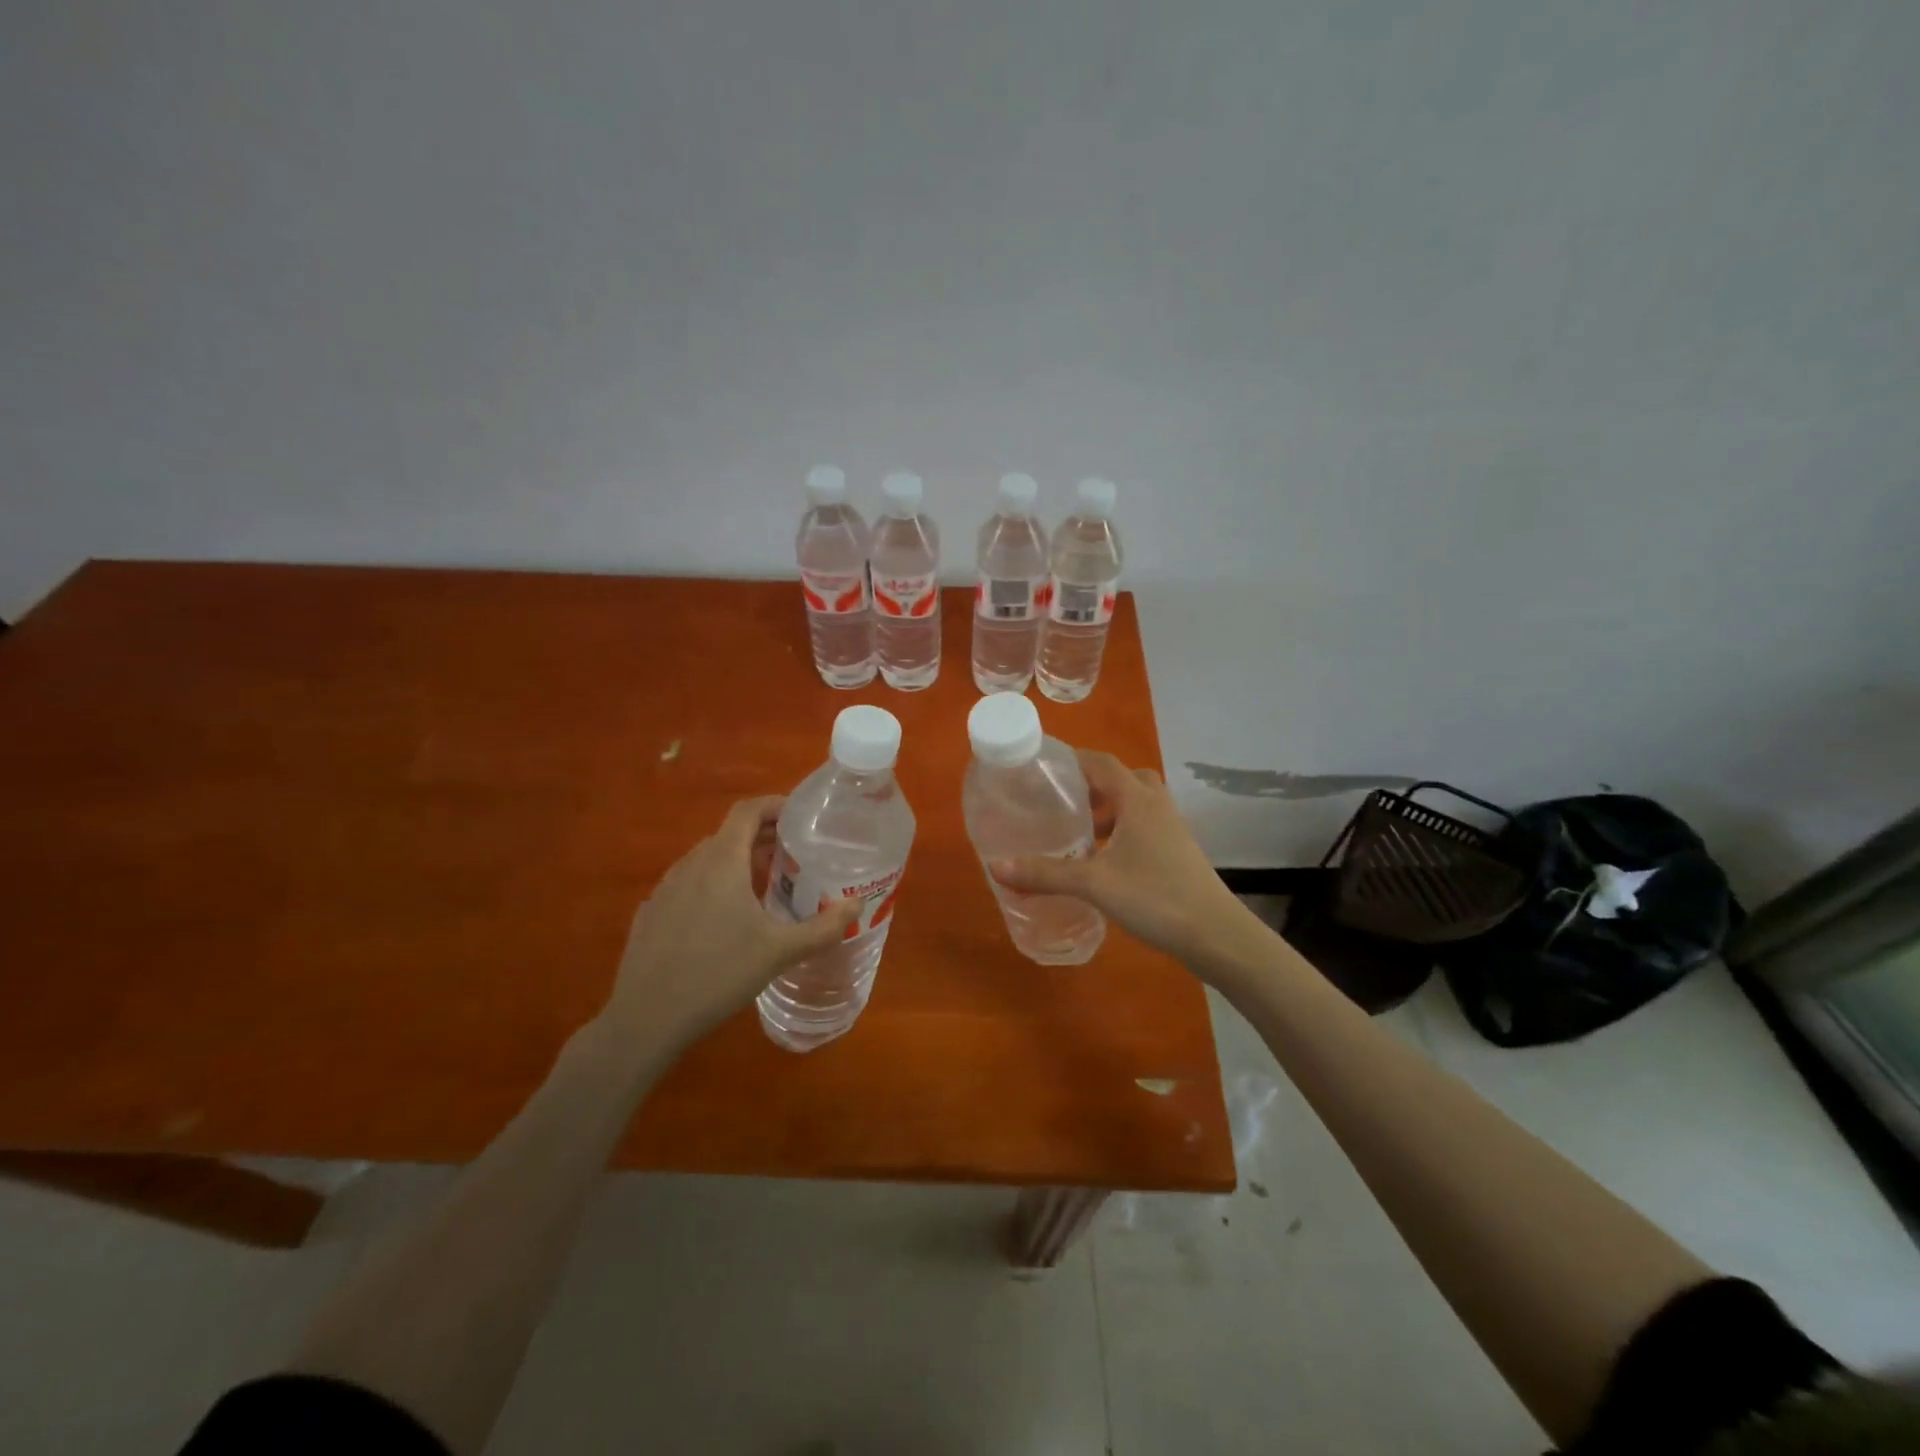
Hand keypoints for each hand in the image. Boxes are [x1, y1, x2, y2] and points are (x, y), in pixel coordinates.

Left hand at [604, 797, 856, 1050]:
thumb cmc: (719, 975)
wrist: (646, 1019)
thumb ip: (823, 927)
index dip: (774, 805)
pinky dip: (710, 886)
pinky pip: (687, 885)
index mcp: (722, 862)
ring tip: (761, 886)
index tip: (800, 816)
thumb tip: (857, 906)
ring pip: (705, 860)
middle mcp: (691, 865)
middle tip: (792, 855)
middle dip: (761, 837)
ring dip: (735, 862)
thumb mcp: (780, 952)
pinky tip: (721, 920)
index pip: (747, 811)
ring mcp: (664, 889)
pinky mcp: (650, 913)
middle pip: (729, 834)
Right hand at [990, 751, 1261, 970]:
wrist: (1215, 934)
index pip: (1101, 762)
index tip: (1042, 768)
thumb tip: (995, 866)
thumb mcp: (1094, 884)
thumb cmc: (1155, 897)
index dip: (1073, 759)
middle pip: (1122, 778)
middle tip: (1061, 803)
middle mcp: (1156, 805)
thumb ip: (1045, 873)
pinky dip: (1121, 832)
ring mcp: (1171, 828)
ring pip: (1135, 804)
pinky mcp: (1177, 851)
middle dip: (1091, 786)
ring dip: (1108, 811)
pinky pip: (1143, 826)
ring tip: (1077, 834)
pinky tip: (1102, 861)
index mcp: (1137, 799)